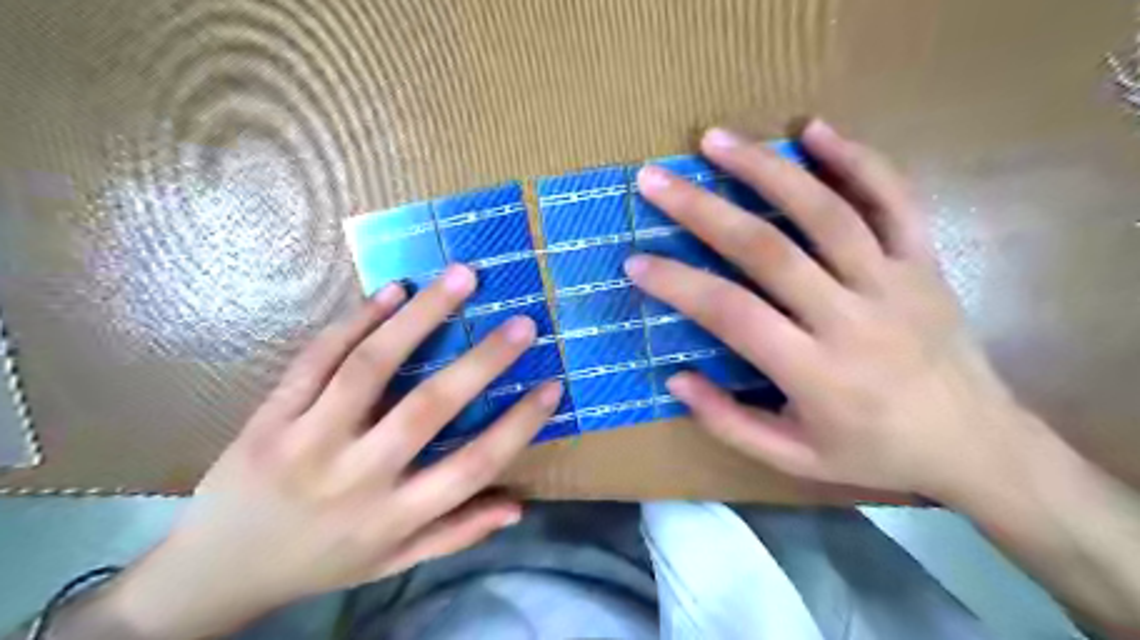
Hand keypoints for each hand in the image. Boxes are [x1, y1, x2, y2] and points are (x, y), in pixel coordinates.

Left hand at [99, 266, 561, 639]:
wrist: (214, 572)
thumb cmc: (321, 563)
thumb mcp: (392, 563)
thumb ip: (455, 533)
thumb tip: (517, 507)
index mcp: (393, 516)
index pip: (471, 468)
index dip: (517, 426)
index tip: (553, 386)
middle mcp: (356, 476)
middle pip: (427, 408)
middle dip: (482, 362)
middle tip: (522, 323)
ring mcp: (306, 440)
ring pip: (370, 367)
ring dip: (420, 317)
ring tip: (460, 278)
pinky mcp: (270, 415)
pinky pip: (317, 359)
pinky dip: (357, 320)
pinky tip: (392, 292)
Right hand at [627, 120, 1028, 500]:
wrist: (976, 444)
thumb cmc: (874, 453)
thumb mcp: (794, 460)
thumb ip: (730, 423)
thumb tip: (675, 379)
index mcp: (816, 373)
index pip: (732, 314)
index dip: (678, 284)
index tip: (636, 260)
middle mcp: (852, 318)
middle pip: (768, 250)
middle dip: (704, 210)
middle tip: (656, 179)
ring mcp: (894, 282)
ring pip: (825, 212)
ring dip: (765, 169)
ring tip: (716, 140)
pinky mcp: (924, 261)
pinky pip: (893, 199)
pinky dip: (855, 158)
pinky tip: (813, 130)